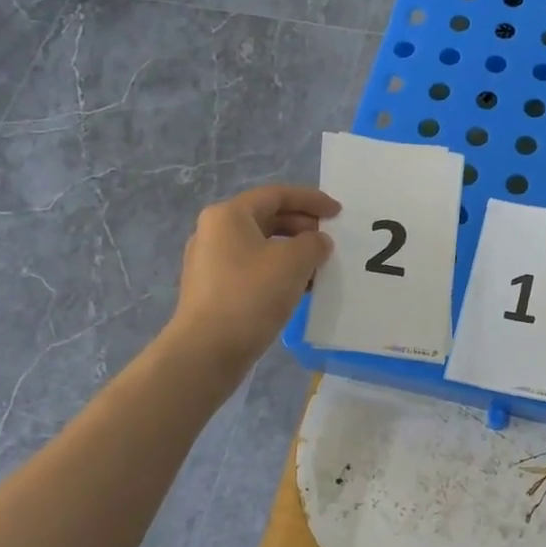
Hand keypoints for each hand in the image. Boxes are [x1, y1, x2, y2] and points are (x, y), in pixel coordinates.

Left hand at [171, 184, 339, 366]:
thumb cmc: (251, 295)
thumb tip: (317, 242)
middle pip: (267, 218)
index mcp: (229, 215)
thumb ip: (314, 243)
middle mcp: (214, 232)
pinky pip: (253, 268)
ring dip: (293, 252)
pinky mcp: (214, 289)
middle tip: (330, 240)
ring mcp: (211, 262)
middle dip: (303, 226)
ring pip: (261, 245)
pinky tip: (299, 289)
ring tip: (319, 267)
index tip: (338, 213)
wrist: (207, 351)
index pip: (277, 195)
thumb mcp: (294, 262)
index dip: (311, 200)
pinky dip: (278, 271)